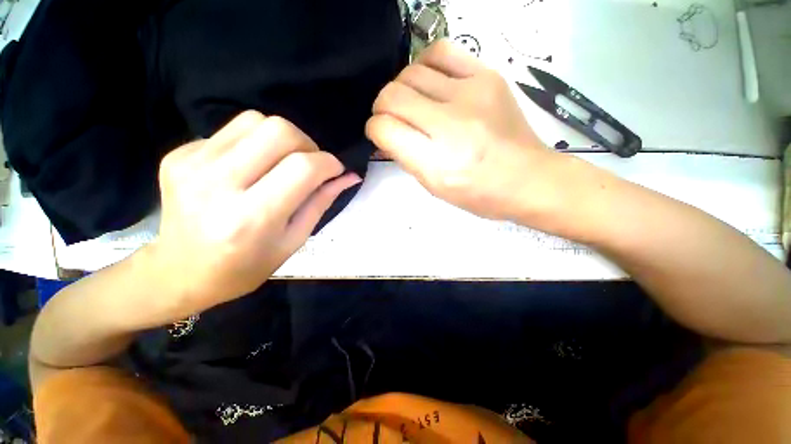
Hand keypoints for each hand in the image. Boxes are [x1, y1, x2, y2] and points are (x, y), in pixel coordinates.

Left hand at [151, 111, 359, 318]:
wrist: (180, 272)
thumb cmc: (245, 266)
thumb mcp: (294, 240)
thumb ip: (321, 202)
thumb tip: (349, 176)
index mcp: (252, 218)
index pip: (303, 168)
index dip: (329, 163)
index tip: (335, 170)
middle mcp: (217, 184)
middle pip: (279, 131)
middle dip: (307, 144)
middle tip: (309, 165)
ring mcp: (191, 165)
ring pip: (256, 120)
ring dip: (281, 139)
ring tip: (281, 164)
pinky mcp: (179, 155)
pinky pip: (232, 131)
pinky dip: (254, 144)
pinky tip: (250, 168)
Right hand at [366, 39, 564, 221]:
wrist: (527, 179)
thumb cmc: (477, 193)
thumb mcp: (434, 186)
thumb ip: (405, 157)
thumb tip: (384, 133)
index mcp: (436, 162)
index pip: (384, 129)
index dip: (375, 130)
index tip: (380, 135)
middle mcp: (450, 124)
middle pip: (392, 96)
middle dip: (382, 108)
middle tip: (392, 120)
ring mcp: (471, 93)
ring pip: (410, 72)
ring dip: (401, 89)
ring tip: (411, 103)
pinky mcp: (487, 75)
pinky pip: (440, 53)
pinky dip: (424, 66)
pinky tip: (429, 82)